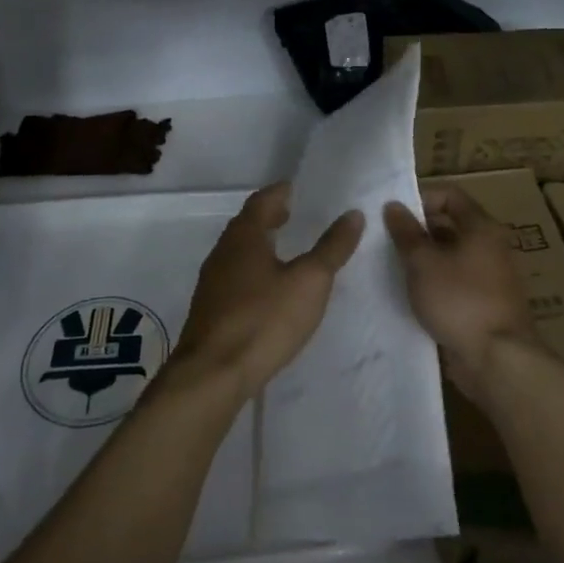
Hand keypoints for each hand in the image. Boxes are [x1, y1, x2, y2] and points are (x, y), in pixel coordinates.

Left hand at [173, 183, 364, 404]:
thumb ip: (332, 248)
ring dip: (260, 244)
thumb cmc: (264, 319)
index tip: (295, 188)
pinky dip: (252, 269)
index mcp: (245, 236)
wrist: (213, 374)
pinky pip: (234, 276)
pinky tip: (266, 288)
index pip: (262, 201)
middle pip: (247, 224)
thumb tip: (353, 213)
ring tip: (283, 248)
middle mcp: (223, 251)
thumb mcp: (309, 282)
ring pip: (239, 251)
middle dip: (269, 217)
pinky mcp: (210, 309)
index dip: (279, 193)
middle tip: (292, 213)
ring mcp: (212, 282)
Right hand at [383, 185, 535, 397]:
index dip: (421, 198)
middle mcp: (490, 247)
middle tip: (386, 240)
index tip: (394, 214)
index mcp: (481, 228)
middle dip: (418, 230)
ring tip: (392, 267)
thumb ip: (406, 232)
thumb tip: (393, 205)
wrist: (498, 361)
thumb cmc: (459, 300)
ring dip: (424, 258)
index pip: (450, 195)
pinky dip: (434, 282)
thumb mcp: (423, 262)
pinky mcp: (484, 304)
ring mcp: (490, 277)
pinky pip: (455, 282)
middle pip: (450, 225)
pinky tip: (411, 293)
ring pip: (450, 256)